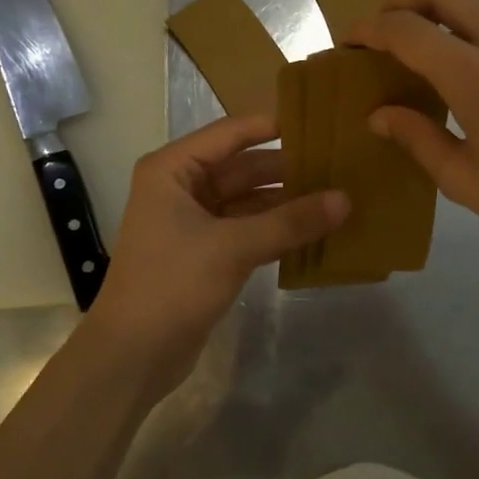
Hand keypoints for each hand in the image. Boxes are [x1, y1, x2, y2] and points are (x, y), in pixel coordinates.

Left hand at [84, 114, 347, 385]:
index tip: (321, 123)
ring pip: (248, 200)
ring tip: (336, 197)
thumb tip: (345, 199)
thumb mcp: (234, 247)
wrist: (132, 355)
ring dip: (286, 202)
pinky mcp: (205, 253)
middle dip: (287, 170)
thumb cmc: (172, 285)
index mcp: (174, 169)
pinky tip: (313, 231)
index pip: (232, 133)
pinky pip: (247, 229)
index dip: (275, 126)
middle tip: (340, 166)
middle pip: (243, 167)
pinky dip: (276, 229)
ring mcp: (193, 221)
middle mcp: (181, 187)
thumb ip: (290, 222)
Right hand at [347, 0, 478, 291]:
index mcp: (476, 76)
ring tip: (419, 30)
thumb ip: (418, 139)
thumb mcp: (466, 182)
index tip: (348, 41)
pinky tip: (463, 52)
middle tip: (382, 28)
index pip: (408, 29)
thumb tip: (379, 115)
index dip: (370, 29)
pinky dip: (471, 11)